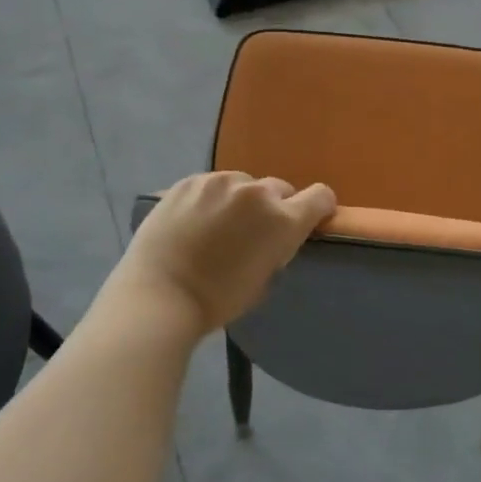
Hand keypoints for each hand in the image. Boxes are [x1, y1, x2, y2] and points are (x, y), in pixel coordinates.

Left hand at [111, 172, 335, 334]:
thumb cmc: (218, 299)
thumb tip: (274, 236)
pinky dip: (211, 199)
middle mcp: (257, 192)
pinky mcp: (189, 181)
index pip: (321, 196)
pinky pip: (212, 185)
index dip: (319, 208)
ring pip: (244, 183)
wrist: (159, 295)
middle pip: (281, 189)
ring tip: (218, 225)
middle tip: (253, 232)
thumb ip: (278, 247)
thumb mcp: (266, 279)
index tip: (308, 221)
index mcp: (283, 221)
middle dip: (274, 207)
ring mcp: (220, 182)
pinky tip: (194, 221)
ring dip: (241, 200)